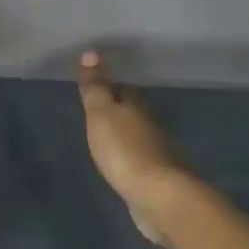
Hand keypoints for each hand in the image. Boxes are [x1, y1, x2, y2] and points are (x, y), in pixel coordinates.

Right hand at [76, 51, 190, 242]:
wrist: (158, 196)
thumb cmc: (124, 150)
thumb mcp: (101, 114)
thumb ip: (95, 87)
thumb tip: (90, 52)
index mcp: (136, 107)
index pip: (123, 89)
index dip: (110, 86)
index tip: (96, 85)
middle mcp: (151, 126)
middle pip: (134, 111)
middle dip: (119, 108)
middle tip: (100, 110)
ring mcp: (158, 154)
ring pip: (139, 135)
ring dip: (127, 134)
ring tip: (108, 136)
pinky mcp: (158, 179)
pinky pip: (142, 160)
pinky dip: (133, 157)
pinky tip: (123, 163)